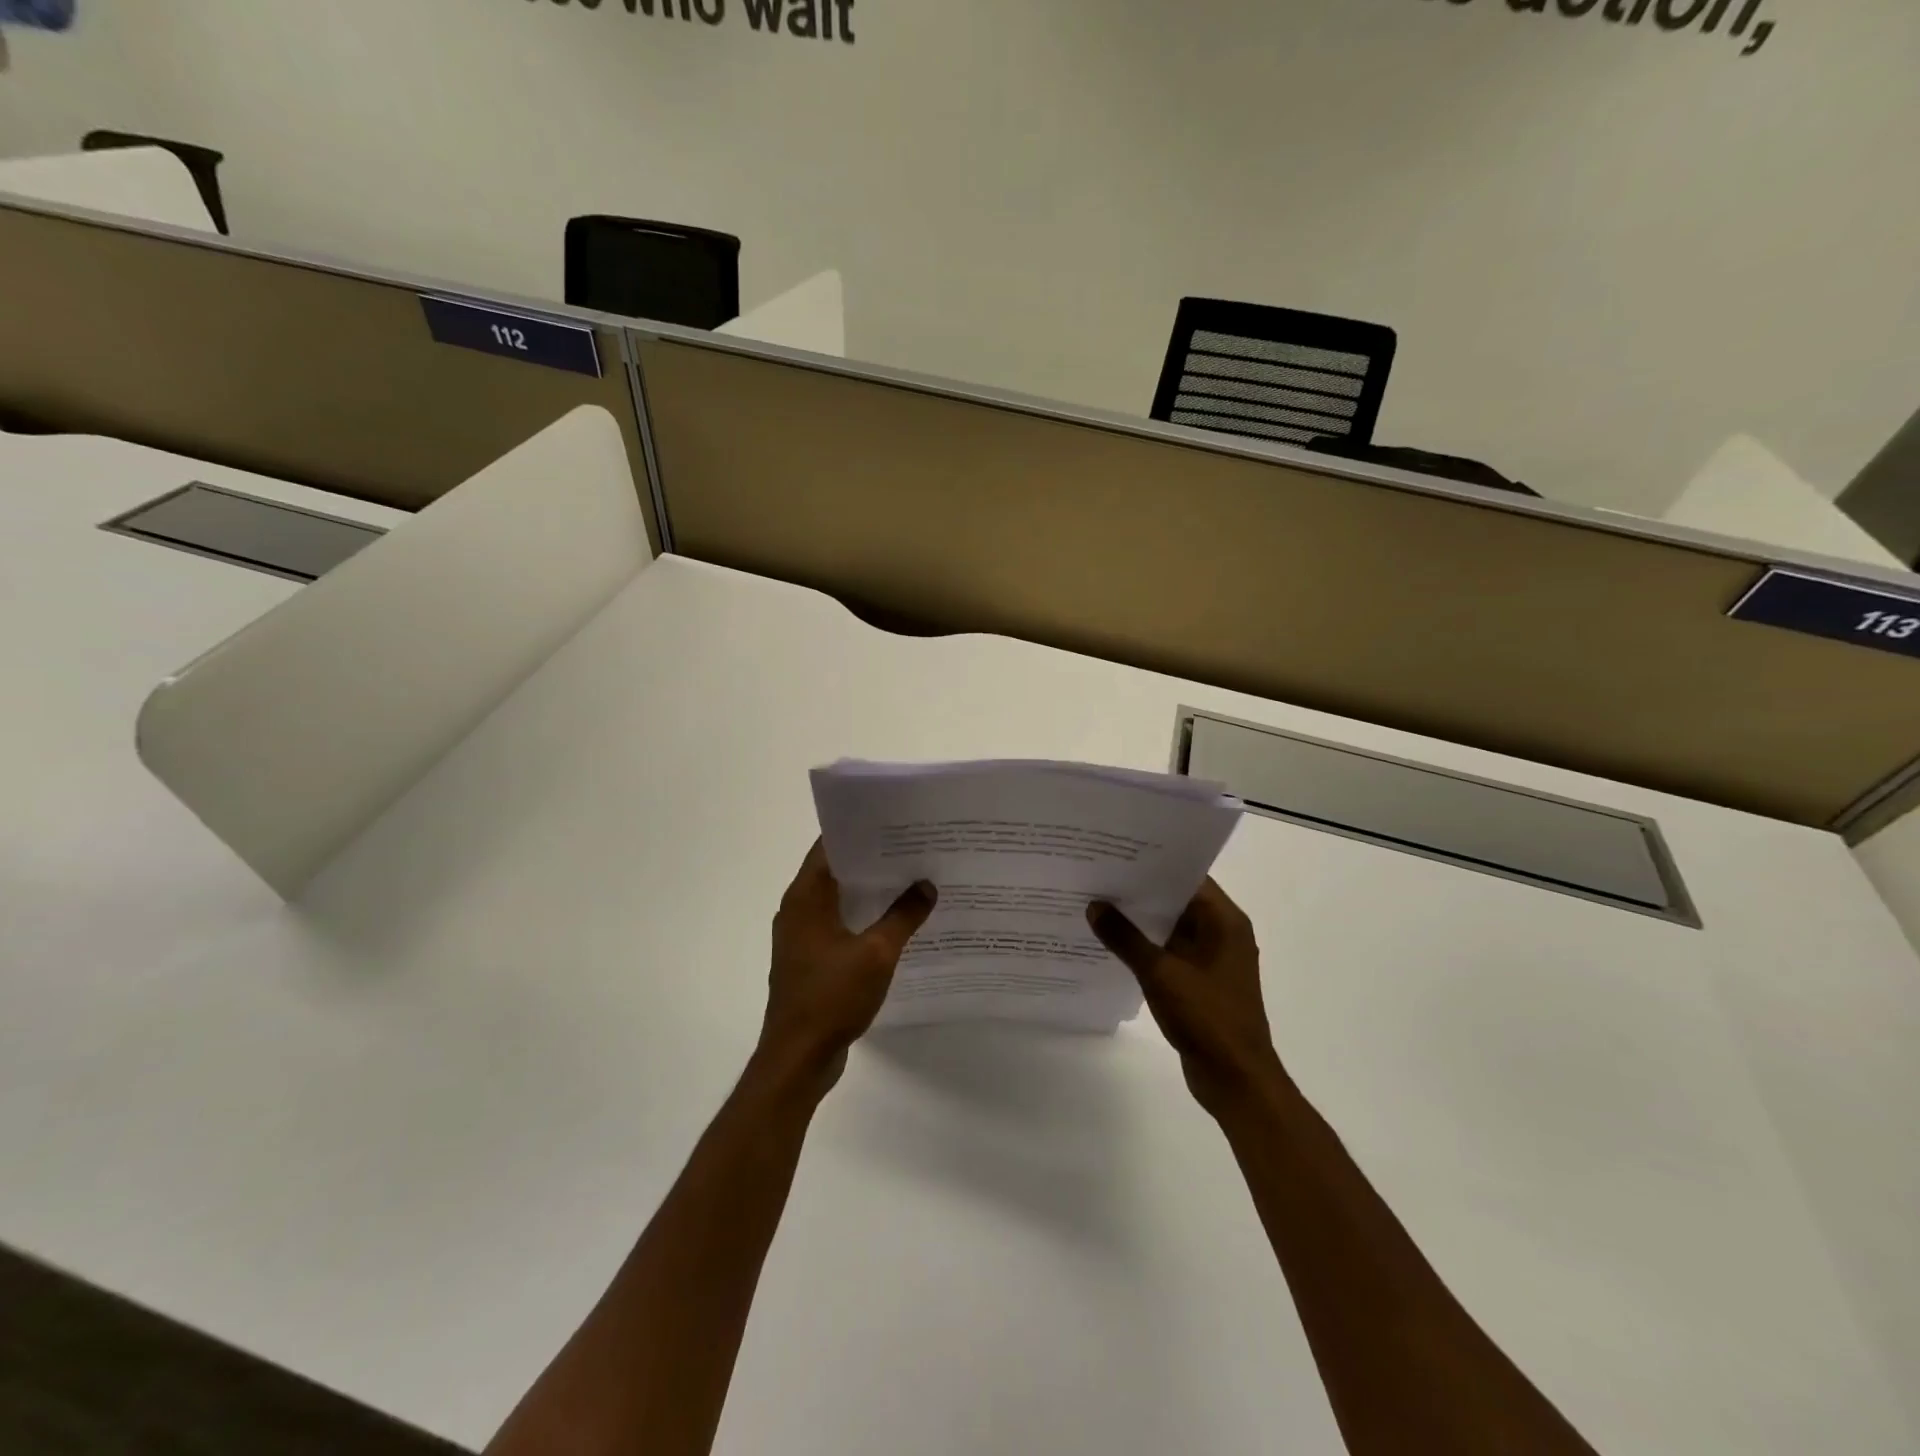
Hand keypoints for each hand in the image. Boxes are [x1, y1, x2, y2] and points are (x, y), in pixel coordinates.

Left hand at [759, 841, 935, 1092]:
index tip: (895, 821)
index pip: (830, 846)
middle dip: (873, 860)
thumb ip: (903, 916)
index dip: (861, 831)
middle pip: (836, 871)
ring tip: (911, 879)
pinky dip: (863, 918)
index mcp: (806, 897)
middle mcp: (798, 909)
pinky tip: (896, 923)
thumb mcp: (877, 953)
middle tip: (914, 848)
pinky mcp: (810, 959)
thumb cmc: (831, 997)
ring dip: (870, 891)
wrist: (798, 1058)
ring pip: (838, 900)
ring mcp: (802, 936)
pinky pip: (839, 925)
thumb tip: (926, 885)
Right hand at [1088, 879, 1280, 1117]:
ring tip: (1099, 904)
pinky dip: (1148, 947)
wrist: (1236, 1079)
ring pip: (1173, 928)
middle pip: (1179, 901)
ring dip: (1142, 921)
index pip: (1188, 877)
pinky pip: (1171, 952)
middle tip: (1100, 876)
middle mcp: (1223, 933)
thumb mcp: (1160, 974)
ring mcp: (1213, 959)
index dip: (1154, 865)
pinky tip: (1114, 944)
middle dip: (1142, 892)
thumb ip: (1125, 938)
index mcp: (1225, 922)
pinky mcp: (1202, 982)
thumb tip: (1095, 906)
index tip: (1118, 854)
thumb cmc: (1207, 1018)